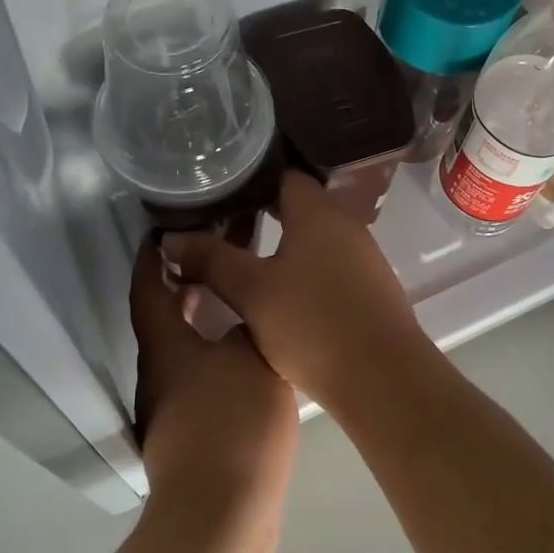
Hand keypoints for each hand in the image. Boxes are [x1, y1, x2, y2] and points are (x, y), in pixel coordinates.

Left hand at [130, 242, 298, 517]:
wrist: (221, 514)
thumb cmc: (231, 421)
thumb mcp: (250, 355)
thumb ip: (246, 323)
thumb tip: (243, 315)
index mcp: (164, 347)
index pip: (148, 289)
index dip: (151, 259)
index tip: (161, 230)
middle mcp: (160, 373)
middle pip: (168, 317)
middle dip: (190, 284)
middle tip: (222, 254)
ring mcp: (174, 407)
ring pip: (188, 348)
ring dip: (208, 318)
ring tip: (243, 298)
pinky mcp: (194, 435)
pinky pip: (204, 376)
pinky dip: (220, 353)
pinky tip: (253, 356)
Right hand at [161, 171, 432, 413]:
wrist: (383, 377)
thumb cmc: (312, 323)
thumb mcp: (251, 292)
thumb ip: (211, 260)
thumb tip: (171, 238)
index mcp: (317, 212)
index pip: (283, 175)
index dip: (249, 180)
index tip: (218, 191)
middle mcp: (345, 223)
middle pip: (299, 204)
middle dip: (261, 212)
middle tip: (221, 223)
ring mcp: (363, 255)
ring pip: (315, 235)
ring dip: (283, 242)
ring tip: (244, 256)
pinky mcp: (371, 286)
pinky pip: (330, 261)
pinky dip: (304, 265)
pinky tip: (282, 290)